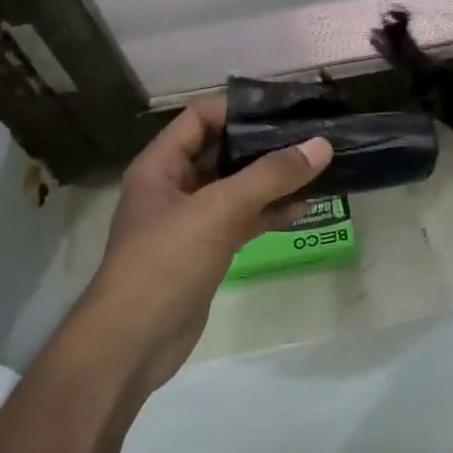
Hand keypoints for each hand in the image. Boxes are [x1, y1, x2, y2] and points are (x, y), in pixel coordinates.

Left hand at [69, 97, 331, 394]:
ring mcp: (190, 221)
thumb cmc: (165, 264)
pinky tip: (302, 210)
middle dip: (264, 144)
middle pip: (222, 151)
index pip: (201, 117)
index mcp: (160, 165)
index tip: (287, 108)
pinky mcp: (205, 251)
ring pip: (236, 188)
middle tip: (312, 136)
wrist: (132, 344)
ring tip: (316, 170)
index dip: (240, 108)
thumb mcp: (218, 211)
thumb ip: (270, 176)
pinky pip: (241, 221)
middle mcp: (173, 186)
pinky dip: (268, 214)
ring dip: (272, 181)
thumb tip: (320, 145)